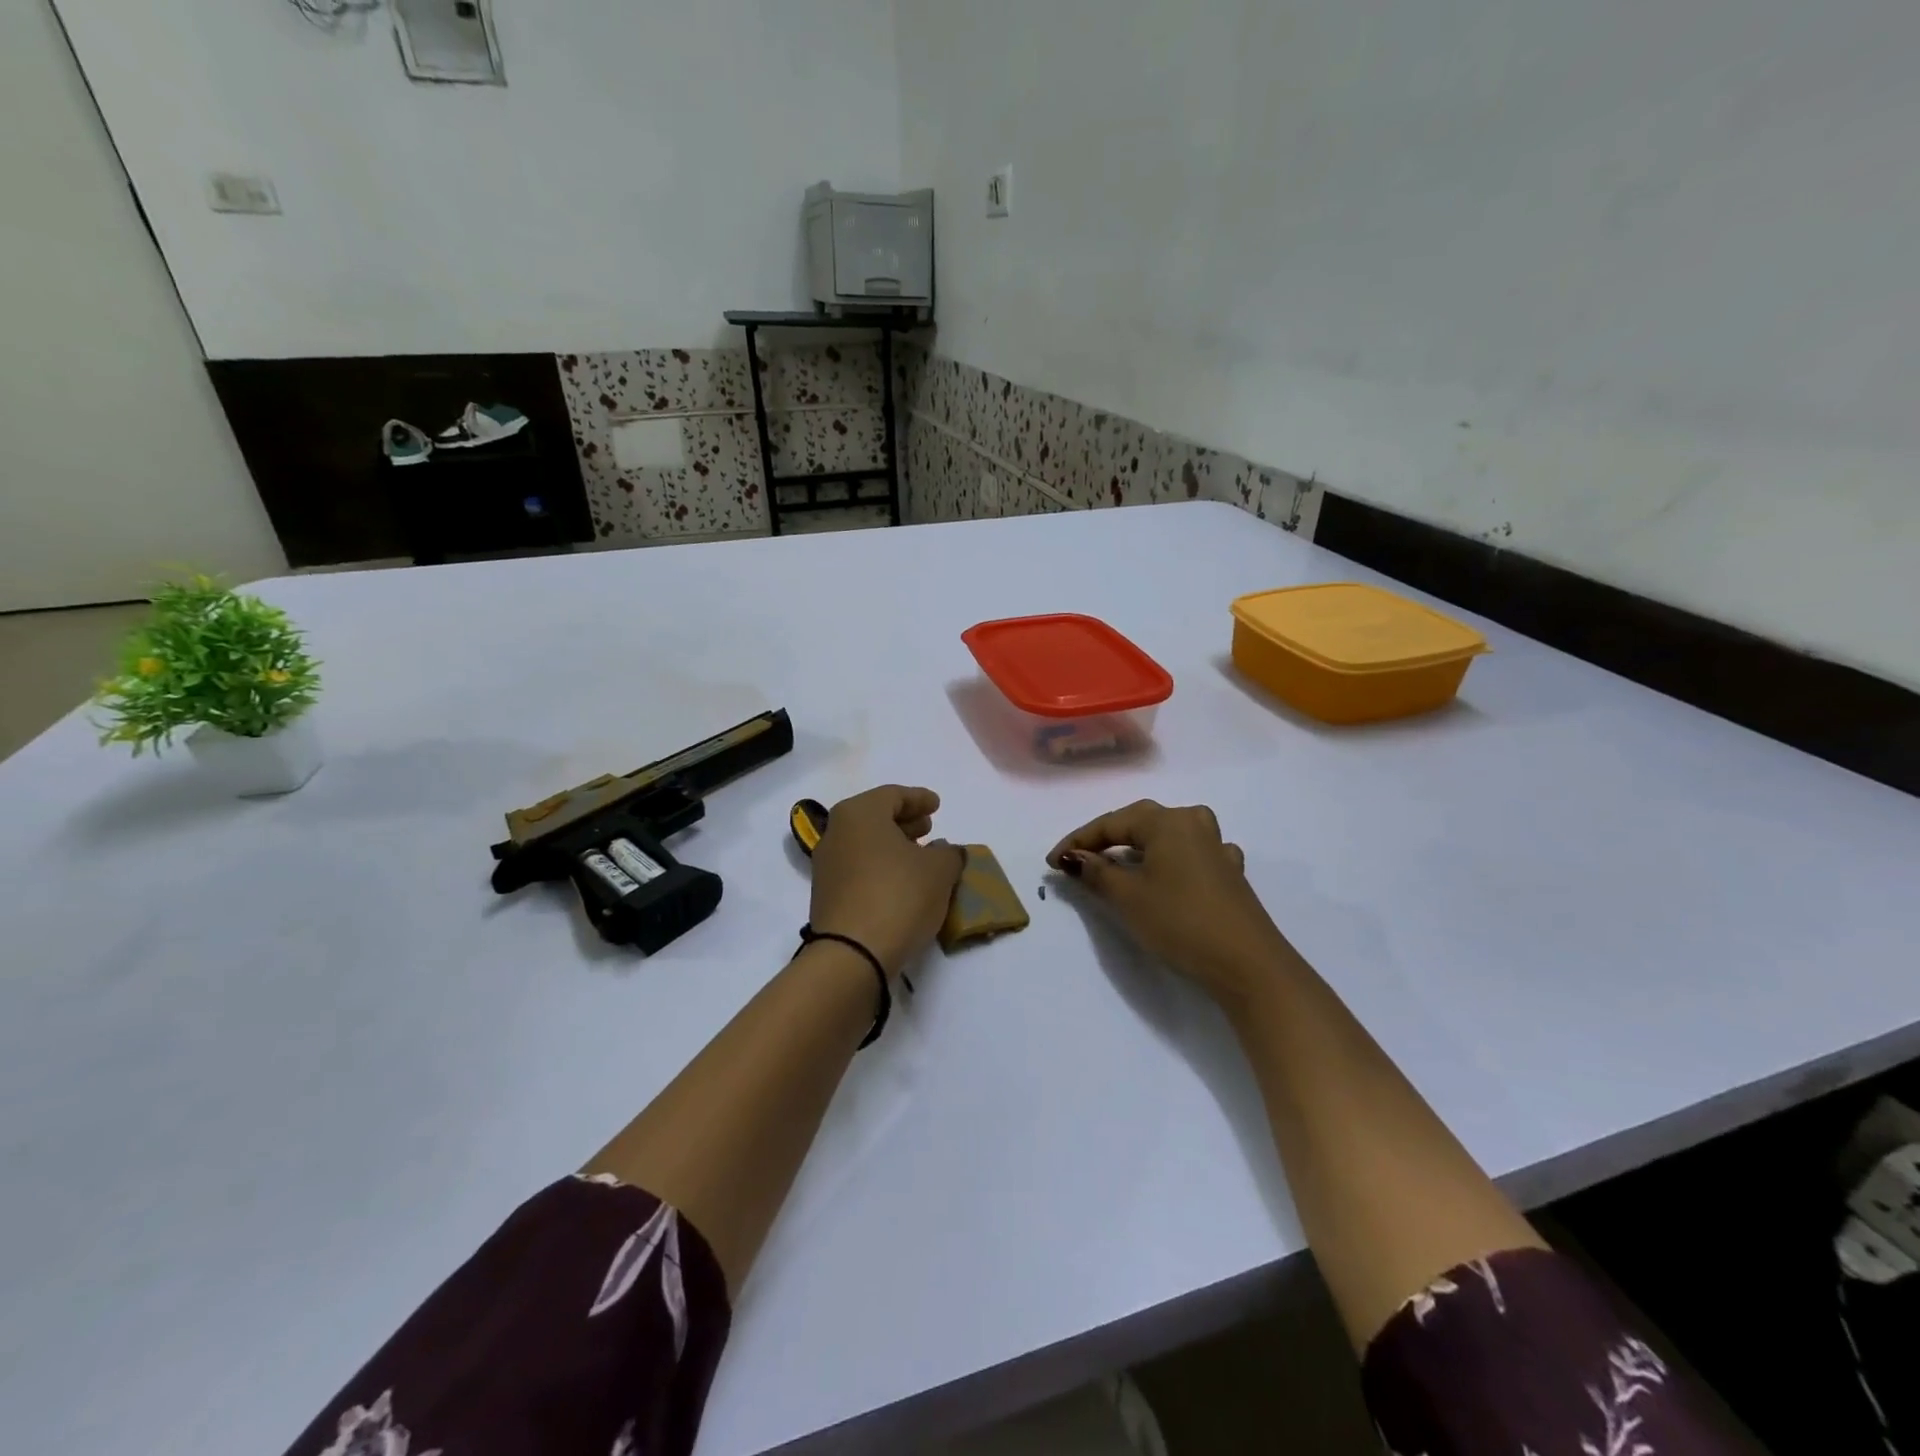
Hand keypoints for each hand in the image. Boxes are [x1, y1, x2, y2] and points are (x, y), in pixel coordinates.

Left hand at [810, 785, 964, 978]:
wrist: (852, 954)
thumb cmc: (899, 895)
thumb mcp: (940, 870)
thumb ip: (949, 853)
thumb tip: (947, 851)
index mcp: (860, 813)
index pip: (893, 795)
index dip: (919, 798)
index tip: (937, 805)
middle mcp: (836, 831)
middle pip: (875, 817)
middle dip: (904, 821)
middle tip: (929, 828)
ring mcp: (827, 864)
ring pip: (865, 843)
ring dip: (893, 846)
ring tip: (920, 856)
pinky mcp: (826, 894)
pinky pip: (858, 867)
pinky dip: (880, 866)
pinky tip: (901, 881)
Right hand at [1048, 800, 1292, 1005]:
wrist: (1248, 964)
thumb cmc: (1180, 921)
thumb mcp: (1127, 897)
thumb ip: (1096, 871)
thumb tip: (1072, 858)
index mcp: (1167, 821)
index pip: (1111, 823)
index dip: (1078, 842)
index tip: (1051, 863)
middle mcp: (1193, 824)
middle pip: (1140, 824)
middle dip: (1106, 841)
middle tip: (1078, 862)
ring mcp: (1217, 848)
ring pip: (1166, 837)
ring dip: (1138, 848)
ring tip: (1117, 864)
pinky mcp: (1229, 874)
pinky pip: (1189, 856)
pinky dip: (1168, 862)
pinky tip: (1167, 874)